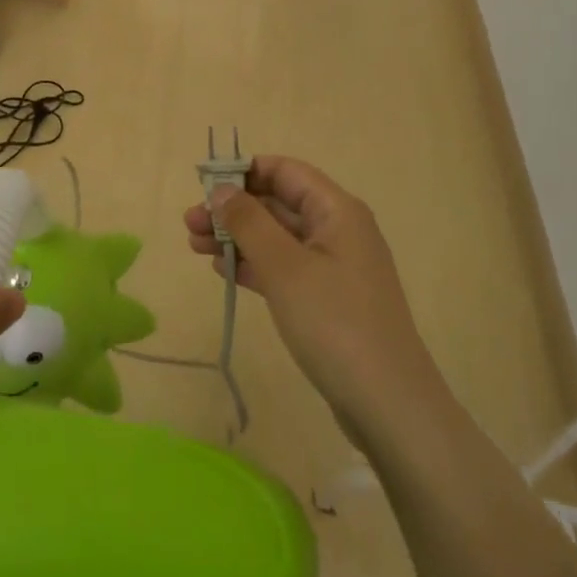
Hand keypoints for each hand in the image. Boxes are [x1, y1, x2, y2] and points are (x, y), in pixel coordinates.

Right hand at [185, 157, 438, 439]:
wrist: (388, 405)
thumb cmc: (335, 323)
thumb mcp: (285, 267)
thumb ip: (249, 222)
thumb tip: (222, 189)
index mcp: (336, 210)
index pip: (285, 171)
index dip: (244, 172)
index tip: (204, 184)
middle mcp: (338, 230)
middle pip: (278, 203)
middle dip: (233, 209)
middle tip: (189, 224)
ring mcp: (334, 266)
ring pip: (277, 237)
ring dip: (237, 237)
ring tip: (194, 247)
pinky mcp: (328, 299)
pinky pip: (284, 267)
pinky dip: (254, 265)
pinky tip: (223, 271)